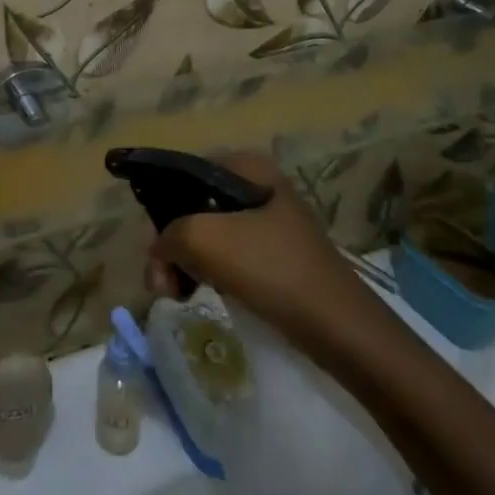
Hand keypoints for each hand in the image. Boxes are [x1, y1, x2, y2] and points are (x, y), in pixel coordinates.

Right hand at [150, 152, 365, 351]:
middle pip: (195, 206)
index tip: (153, 246)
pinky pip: (229, 256)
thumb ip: (168, 234)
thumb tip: (159, 252)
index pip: (184, 173)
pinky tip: (202, 294)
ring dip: (187, 262)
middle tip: (162, 283)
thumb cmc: (272, 268)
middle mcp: (258, 185)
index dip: (160, 205)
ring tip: (176, 294)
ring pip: (210, 234)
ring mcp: (270, 222)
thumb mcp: (206, 240)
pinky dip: (209, 273)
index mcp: (247, 166)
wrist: (341, 328)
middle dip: (172, 243)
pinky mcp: (277, 256)